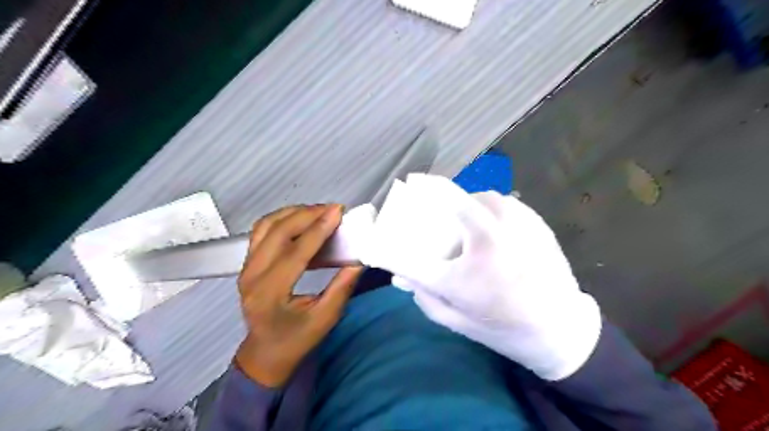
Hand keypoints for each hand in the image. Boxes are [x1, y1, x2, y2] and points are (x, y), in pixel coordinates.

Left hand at [235, 203, 363, 386]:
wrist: (265, 353)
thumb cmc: (296, 340)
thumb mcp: (325, 319)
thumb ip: (342, 288)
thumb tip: (359, 260)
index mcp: (270, 294)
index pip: (295, 252)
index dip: (318, 229)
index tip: (338, 211)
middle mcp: (252, 276)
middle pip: (277, 232)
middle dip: (307, 214)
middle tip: (333, 209)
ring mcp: (246, 268)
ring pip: (266, 226)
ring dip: (293, 213)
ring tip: (319, 211)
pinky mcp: (248, 263)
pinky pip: (262, 231)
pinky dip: (282, 219)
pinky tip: (301, 220)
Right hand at [375, 186, 603, 380]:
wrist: (560, 329)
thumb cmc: (502, 327)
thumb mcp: (455, 318)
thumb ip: (423, 294)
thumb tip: (399, 275)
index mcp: (468, 272)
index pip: (411, 256)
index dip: (387, 244)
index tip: (373, 238)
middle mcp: (492, 239)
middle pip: (451, 199)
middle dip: (433, 195)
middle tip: (427, 201)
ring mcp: (517, 225)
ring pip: (480, 196)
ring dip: (465, 203)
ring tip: (463, 220)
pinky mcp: (535, 221)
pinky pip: (503, 202)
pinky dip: (489, 207)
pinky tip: (491, 226)